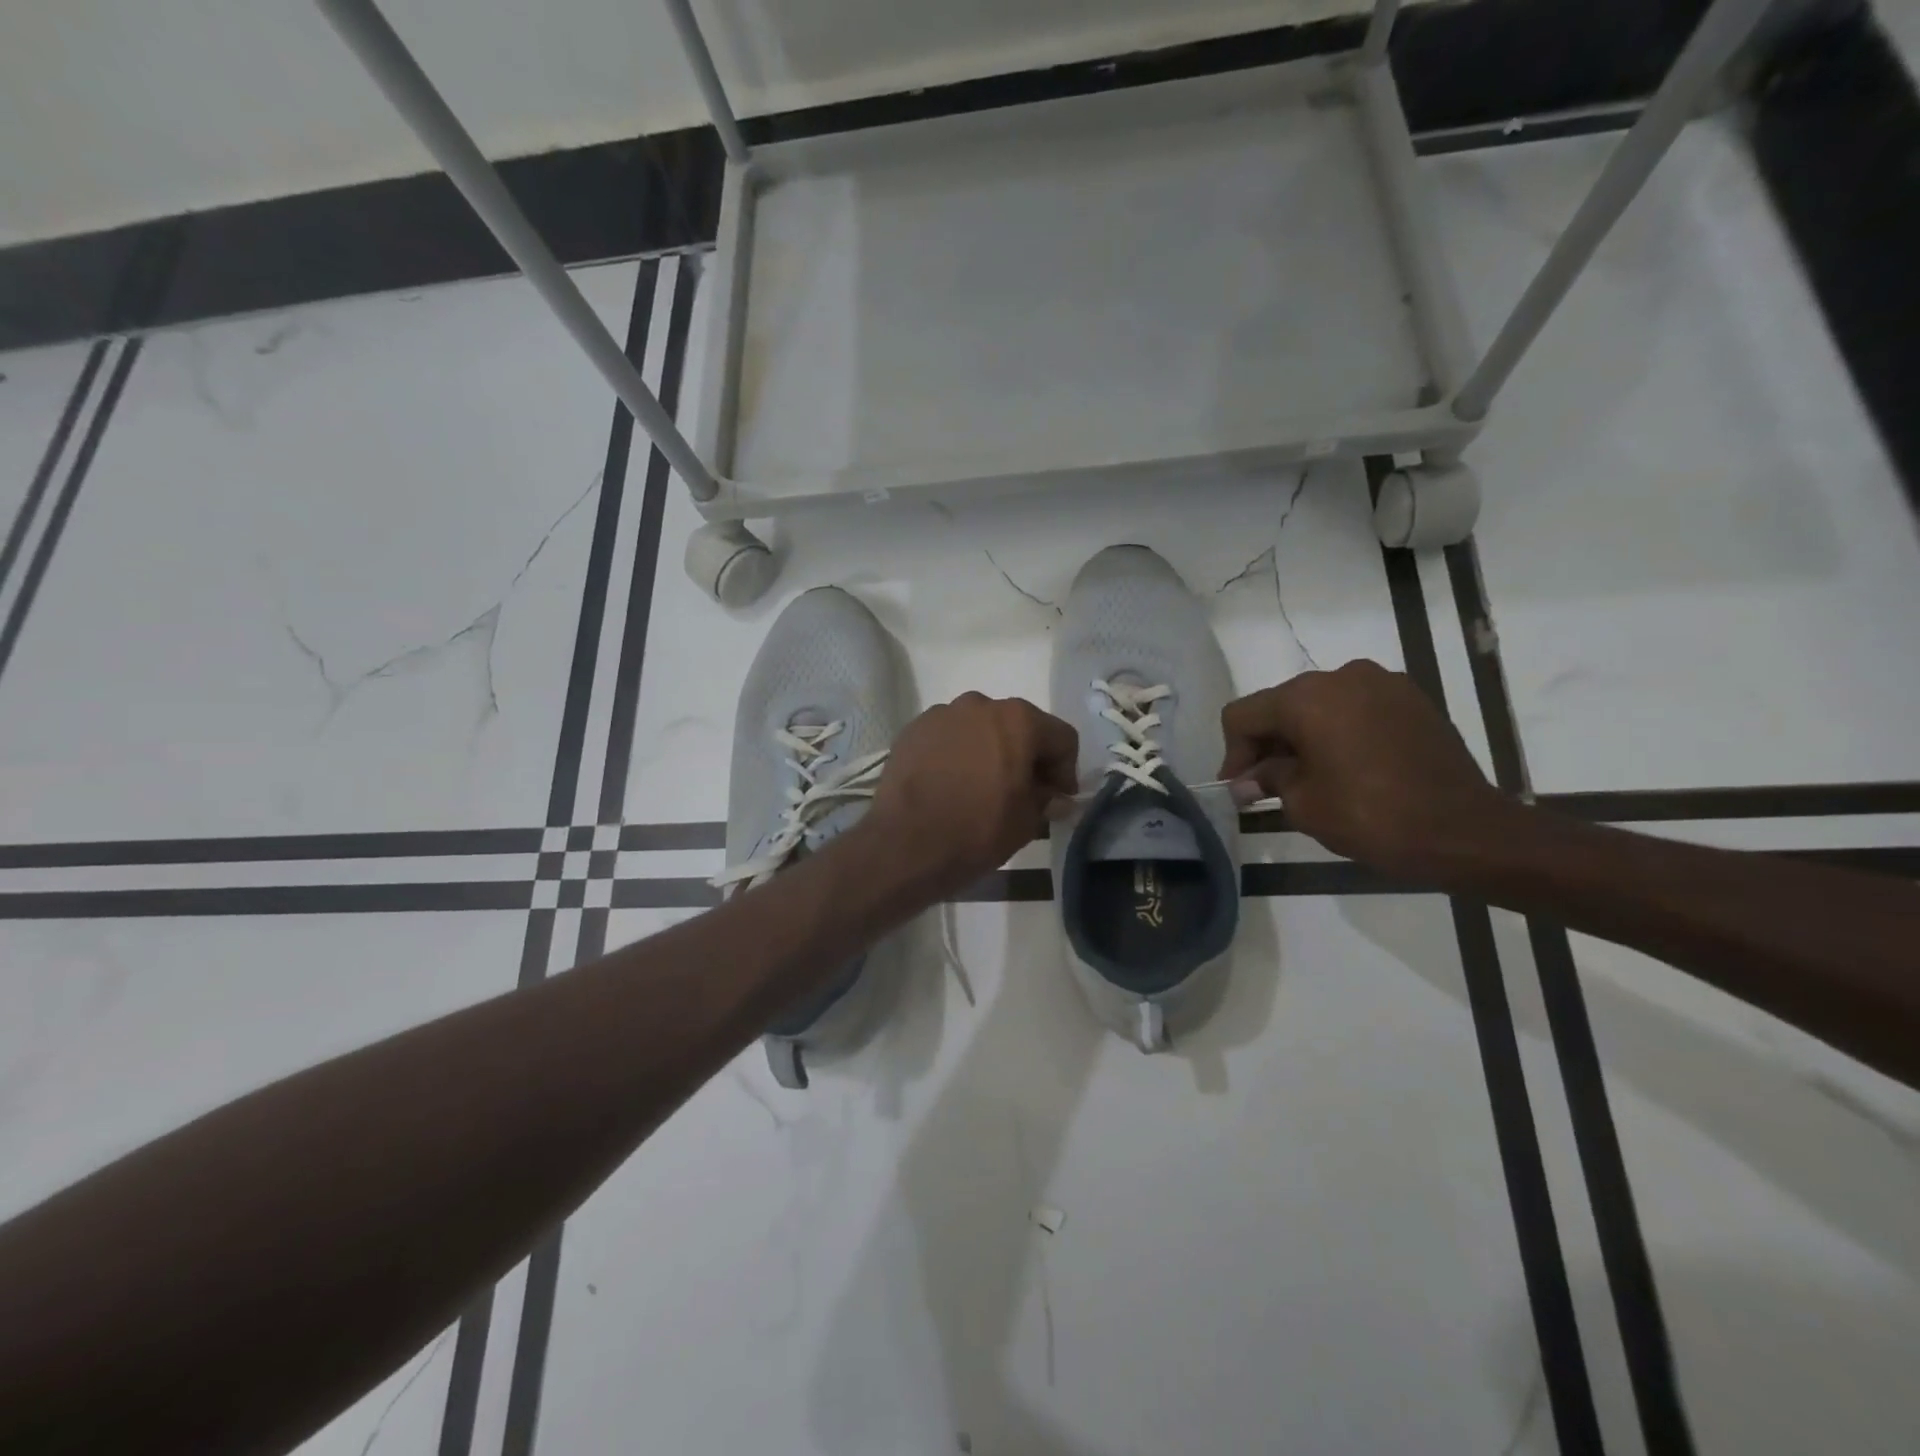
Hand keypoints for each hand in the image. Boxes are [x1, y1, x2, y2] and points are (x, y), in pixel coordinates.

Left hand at [865, 693, 1078, 896]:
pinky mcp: (912, 730)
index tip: (1058, 798)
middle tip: (1024, 791)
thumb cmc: (977, 830)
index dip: (1066, 770)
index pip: (1061, 737)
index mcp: (1018, 720)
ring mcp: (941, 714)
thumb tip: (1057, 798)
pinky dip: (956, 754)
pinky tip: (950, 784)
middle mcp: (980, 704)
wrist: (905, 845)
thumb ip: (1046, 800)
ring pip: (980, 728)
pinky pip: (947, 737)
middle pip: (1018, 726)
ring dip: (989, 751)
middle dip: (1026, 755)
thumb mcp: (1026, 821)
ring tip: (982, 787)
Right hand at [1219, 659, 1510, 875]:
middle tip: (1267, 786)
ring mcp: (1382, 683)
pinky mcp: (1412, 699)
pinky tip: (1348, 766)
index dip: (1233, 753)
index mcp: (1307, 697)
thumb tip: (1248, 780)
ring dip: (1304, 737)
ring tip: (1310, 777)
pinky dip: (1340, 732)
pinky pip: (1356, 708)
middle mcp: (1341, 676)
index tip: (1240, 789)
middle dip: (1268, 744)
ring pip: (1320, 704)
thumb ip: (1268, 780)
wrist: (1466, 831)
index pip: (1244, 715)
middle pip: (1281, 704)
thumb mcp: (1304, 804)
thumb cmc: (1372, 816)